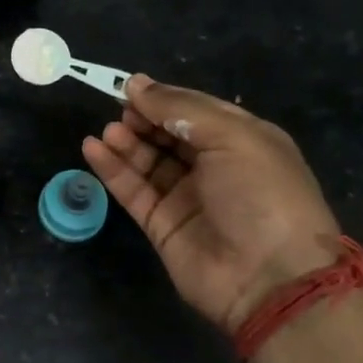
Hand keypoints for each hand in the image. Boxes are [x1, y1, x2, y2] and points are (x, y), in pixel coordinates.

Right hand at [83, 76, 341, 336]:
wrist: (269, 279)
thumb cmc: (261, 194)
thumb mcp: (231, 137)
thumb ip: (180, 108)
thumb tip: (136, 84)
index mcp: (242, 140)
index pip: (196, 110)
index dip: (164, 98)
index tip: (131, 88)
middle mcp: (215, 167)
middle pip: (169, 134)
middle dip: (144, 119)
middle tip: (120, 112)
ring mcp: (187, 197)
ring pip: (148, 161)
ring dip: (126, 142)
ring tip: (108, 131)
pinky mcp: (162, 224)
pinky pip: (133, 190)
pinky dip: (112, 169)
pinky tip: (92, 149)